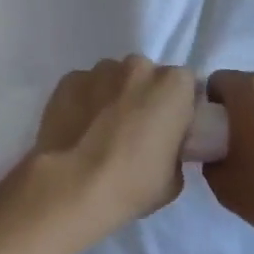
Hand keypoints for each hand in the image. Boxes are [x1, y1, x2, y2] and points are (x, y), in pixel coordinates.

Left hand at [22, 56, 199, 246]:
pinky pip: (85, 88)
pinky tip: (78, 130)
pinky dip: (85, 102)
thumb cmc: (132, 184)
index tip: (170, 129)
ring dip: (114, 97)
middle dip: (145, 97)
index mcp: (173, 85)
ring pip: (114, 79)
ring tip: (102, 132)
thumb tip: (164, 147)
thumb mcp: (174, 179)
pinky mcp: (69, 80)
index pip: (185, 85)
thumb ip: (175, 149)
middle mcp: (139, 67)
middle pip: (148, 77)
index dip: (178, 106)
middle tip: (136, 132)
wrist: (73, 187)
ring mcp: (100, 70)